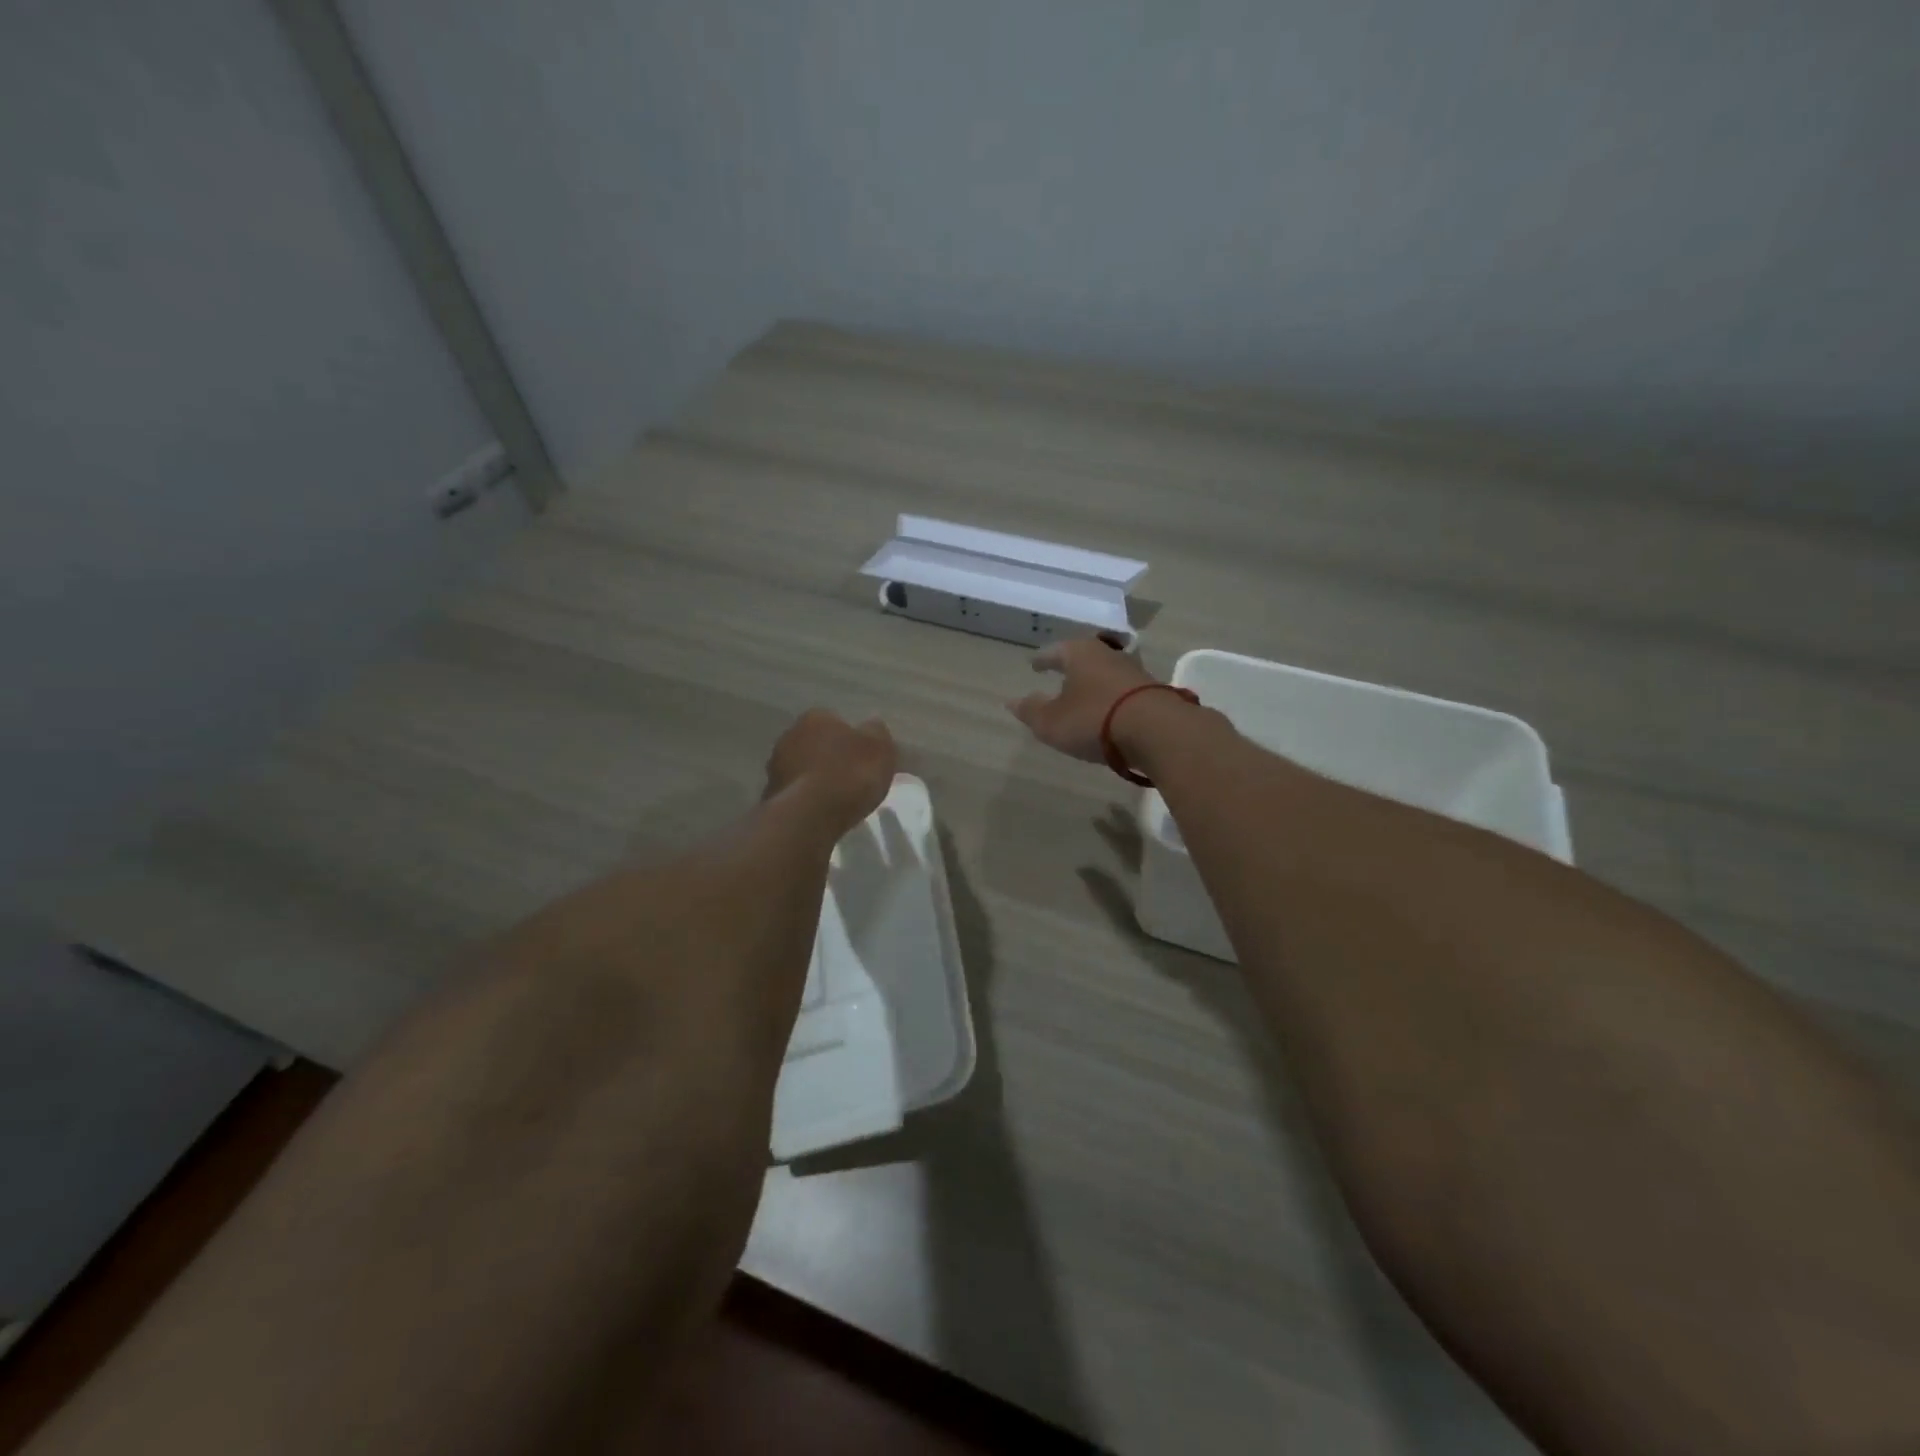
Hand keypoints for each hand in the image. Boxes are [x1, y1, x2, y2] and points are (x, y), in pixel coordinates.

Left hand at [764, 709, 897, 835]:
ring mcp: (776, 766)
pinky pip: (796, 792)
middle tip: (852, 778)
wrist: (810, 815)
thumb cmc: (850, 774)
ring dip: (817, 779)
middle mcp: (789, 735)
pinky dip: (807, 799)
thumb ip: (877, 733)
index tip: (864, 758)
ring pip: (804, 768)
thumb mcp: (880, 748)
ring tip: (838, 799)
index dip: (852, 739)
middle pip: (817, 744)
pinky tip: (822, 813)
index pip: (835, 721)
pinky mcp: (771, 795)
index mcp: (816, 717)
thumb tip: (872, 725)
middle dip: (831, 757)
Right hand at [1007, 635, 1158, 762]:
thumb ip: (1031, 711)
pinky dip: (1112, 699)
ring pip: (1106, 673)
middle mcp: (1108, 654)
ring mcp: (1134, 672)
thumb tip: (1012, 702)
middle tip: (1059, 676)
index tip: (1034, 665)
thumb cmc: (1094, 718)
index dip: (1042, 660)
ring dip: (1094, 684)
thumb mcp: (1051, 722)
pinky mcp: (1154, 692)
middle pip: (1084, 658)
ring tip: (1083, 697)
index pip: (1054, 651)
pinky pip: (1123, 692)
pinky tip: (1109, 713)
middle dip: (1071, 668)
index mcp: (1079, 653)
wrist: (1157, 730)